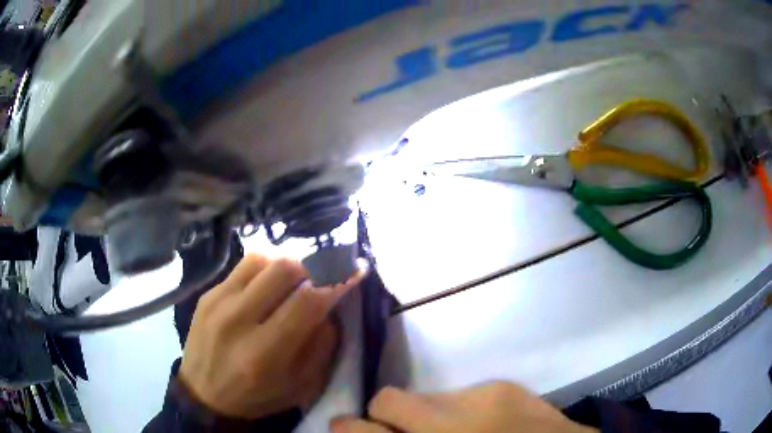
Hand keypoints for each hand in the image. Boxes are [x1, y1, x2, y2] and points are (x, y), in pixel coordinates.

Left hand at [178, 254, 366, 419]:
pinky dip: (263, 270)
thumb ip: (321, 346)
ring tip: (290, 284)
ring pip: (263, 260)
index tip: (353, 269)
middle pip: (284, 269)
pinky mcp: (207, 294)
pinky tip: (264, 288)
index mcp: (264, 353)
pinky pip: (242, 267)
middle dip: (312, 268)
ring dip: (286, 267)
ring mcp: (218, 302)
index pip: (307, 302)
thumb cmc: (256, 397)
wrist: (202, 394)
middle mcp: (238, 321)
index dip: (336, 281)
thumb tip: (329, 305)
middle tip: (319, 279)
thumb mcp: (300, 386)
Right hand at [331, 382, 596, 432]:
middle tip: (397, 432)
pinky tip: (480, 426)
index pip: (363, 430)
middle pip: (388, 398)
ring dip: (425, 414)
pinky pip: (460, 393)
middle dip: (382, 415)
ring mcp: (481, 396)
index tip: (344, 428)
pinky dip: (457, 410)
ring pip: (425, 395)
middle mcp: (449, 420)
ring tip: (450, 432)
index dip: (347, 428)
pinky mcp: (505, 385)